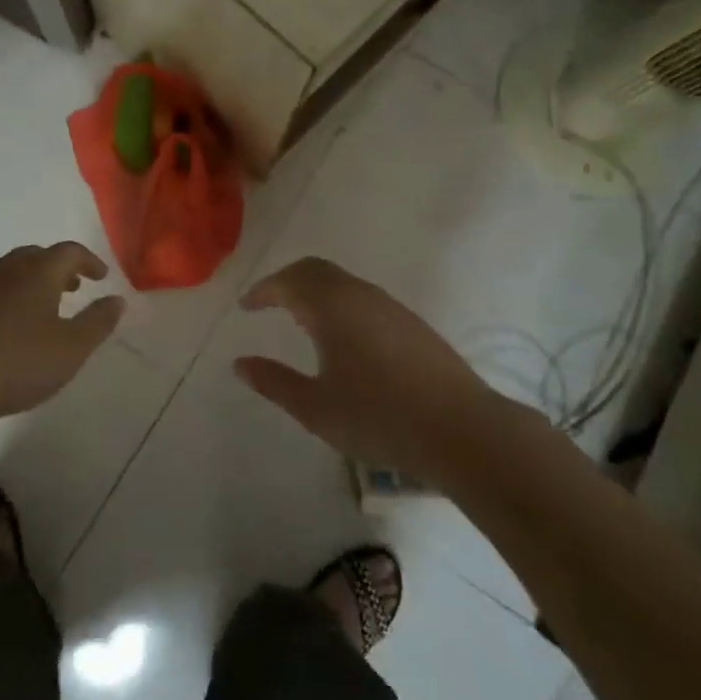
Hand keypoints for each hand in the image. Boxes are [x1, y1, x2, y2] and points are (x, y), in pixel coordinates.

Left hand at [0, 242, 125, 435]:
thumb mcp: (70, 350)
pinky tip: (4, 329)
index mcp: (37, 272)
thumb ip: (98, 323)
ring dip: (30, 283)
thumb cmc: (14, 364)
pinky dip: (5, 298)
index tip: (100, 276)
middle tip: (73, 288)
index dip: (88, 261)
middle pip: (36, 256)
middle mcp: (4, 269)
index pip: (69, 252)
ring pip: (9, 273)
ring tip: (41, 309)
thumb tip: (117, 299)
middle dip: (58, 269)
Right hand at [235, 257, 494, 482]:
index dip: (263, 291)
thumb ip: (274, 382)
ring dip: (315, 291)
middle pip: (315, 270)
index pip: (288, 282)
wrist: (460, 428)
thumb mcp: (315, 408)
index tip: (246, 306)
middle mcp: (359, 295)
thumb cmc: (379, 417)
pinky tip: (343, 337)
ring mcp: (390, 306)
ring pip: (342, 282)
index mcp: (331, 307)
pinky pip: (363, 297)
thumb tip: (240, 364)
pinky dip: (339, 302)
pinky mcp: (411, 322)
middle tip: (269, 303)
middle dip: (287, 281)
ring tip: (301, 320)